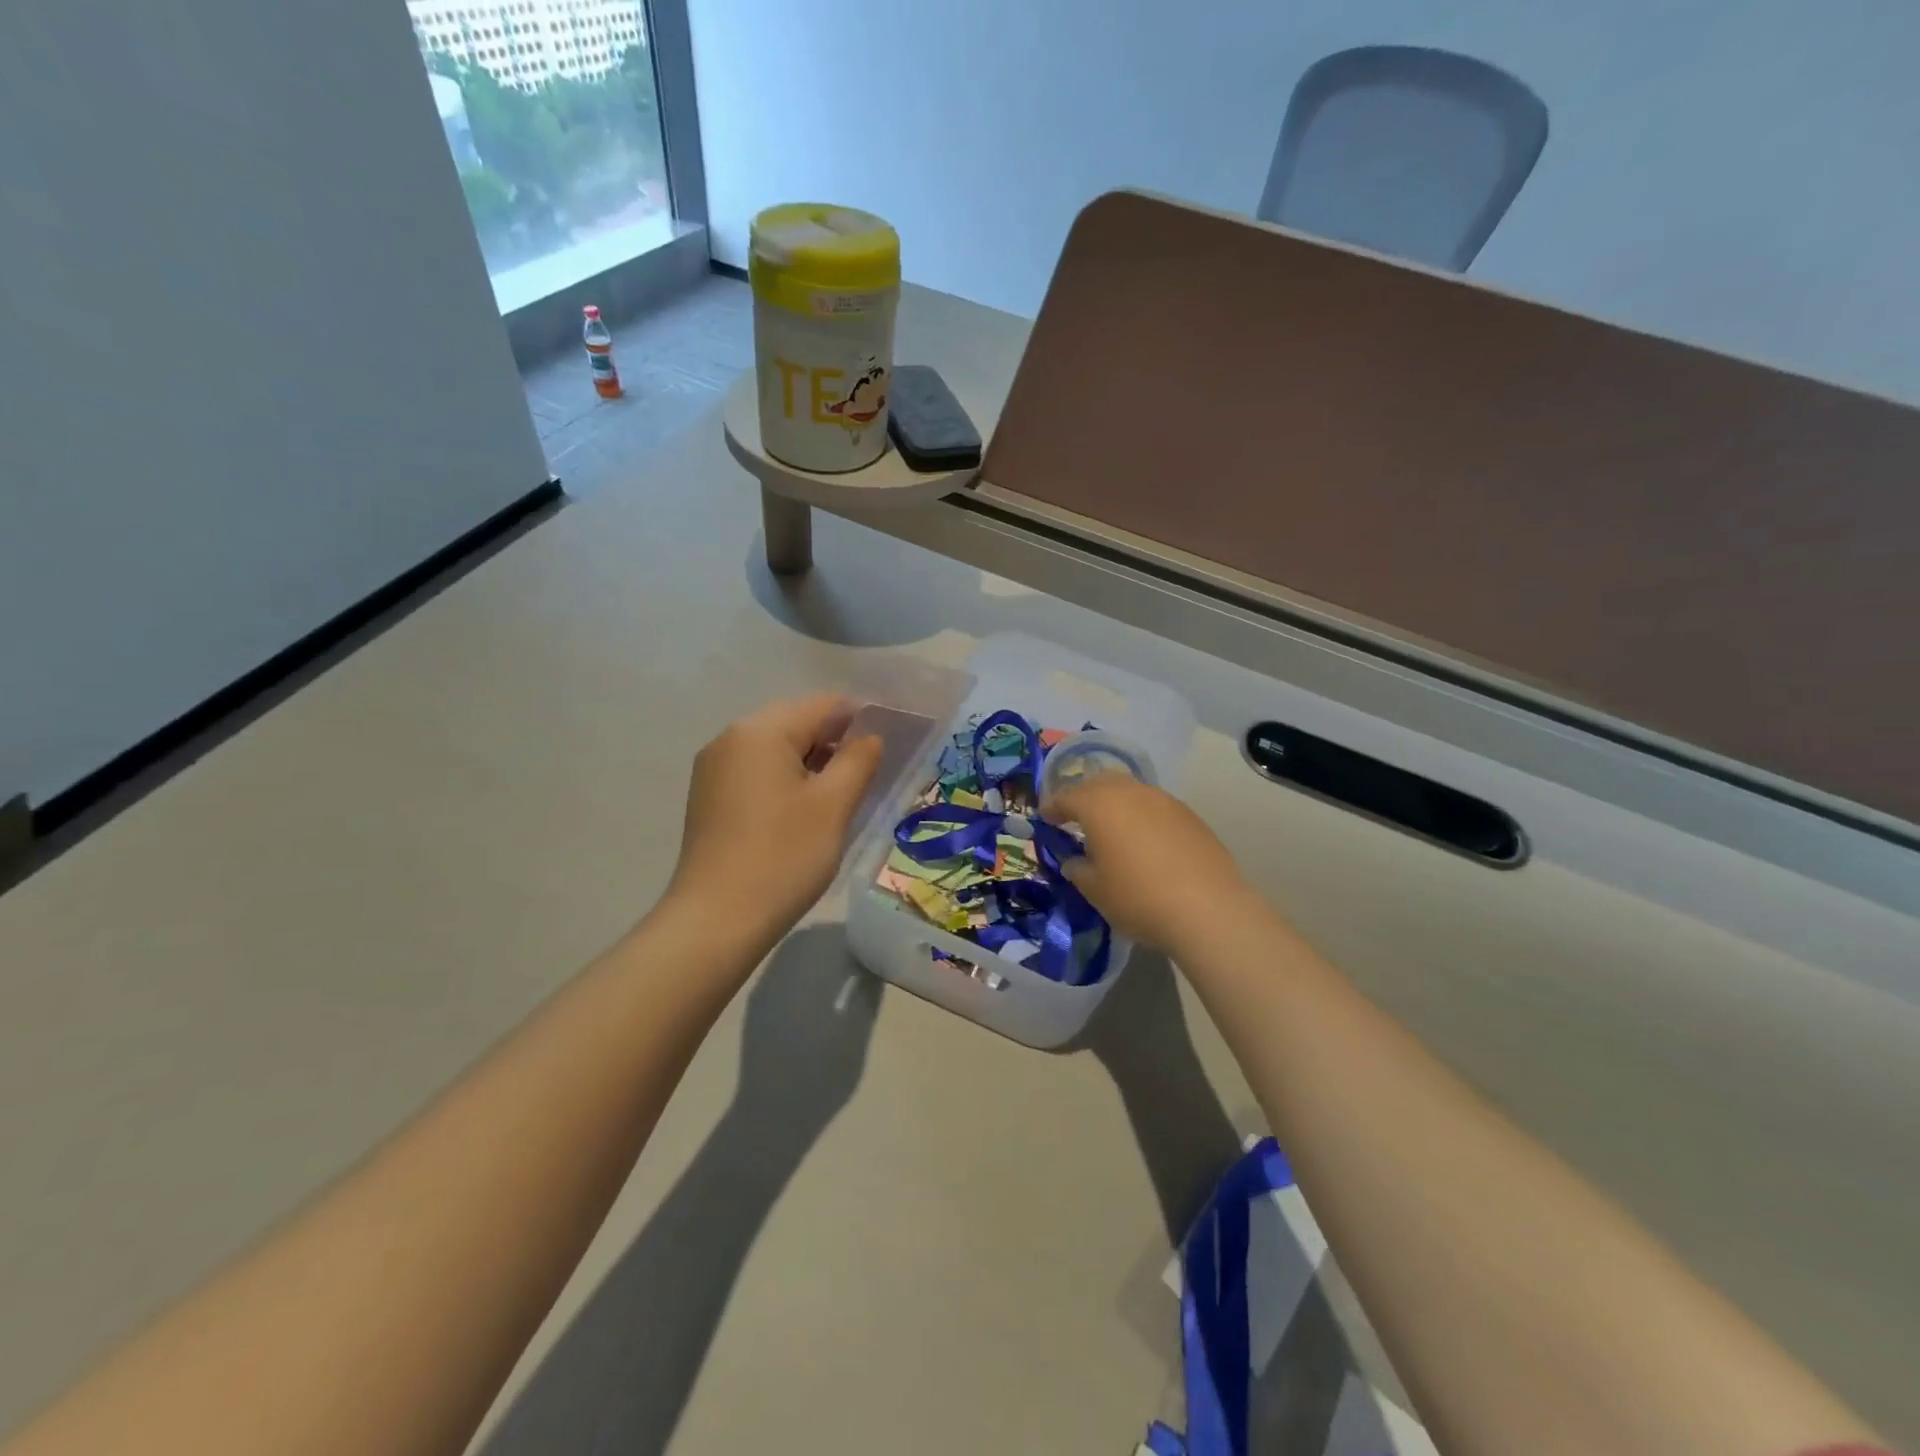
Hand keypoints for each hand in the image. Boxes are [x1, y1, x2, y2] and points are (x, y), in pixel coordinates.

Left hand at [669, 694, 882, 942]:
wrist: (716, 921)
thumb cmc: (783, 856)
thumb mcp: (833, 805)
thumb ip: (859, 760)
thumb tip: (870, 737)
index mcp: (760, 731)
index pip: (823, 705)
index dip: (862, 719)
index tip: (892, 745)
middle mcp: (731, 738)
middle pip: (797, 723)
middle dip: (836, 741)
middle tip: (871, 774)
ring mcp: (714, 769)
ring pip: (777, 749)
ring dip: (813, 763)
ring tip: (843, 795)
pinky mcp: (709, 798)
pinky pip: (758, 772)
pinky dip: (787, 780)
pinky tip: (806, 811)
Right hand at [1042, 771, 1252, 952]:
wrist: (1208, 908)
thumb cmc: (1138, 897)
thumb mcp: (1094, 890)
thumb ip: (1077, 869)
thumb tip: (1075, 860)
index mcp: (1099, 804)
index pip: (1066, 797)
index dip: (1052, 807)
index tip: (1045, 818)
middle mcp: (1130, 792)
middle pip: (1099, 783)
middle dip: (1084, 797)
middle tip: (1076, 818)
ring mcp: (1164, 800)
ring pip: (1130, 791)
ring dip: (1115, 804)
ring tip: (1111, 829)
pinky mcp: (1189, 815)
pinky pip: (1154, 807)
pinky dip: (1141, 817)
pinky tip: (1144, 842)